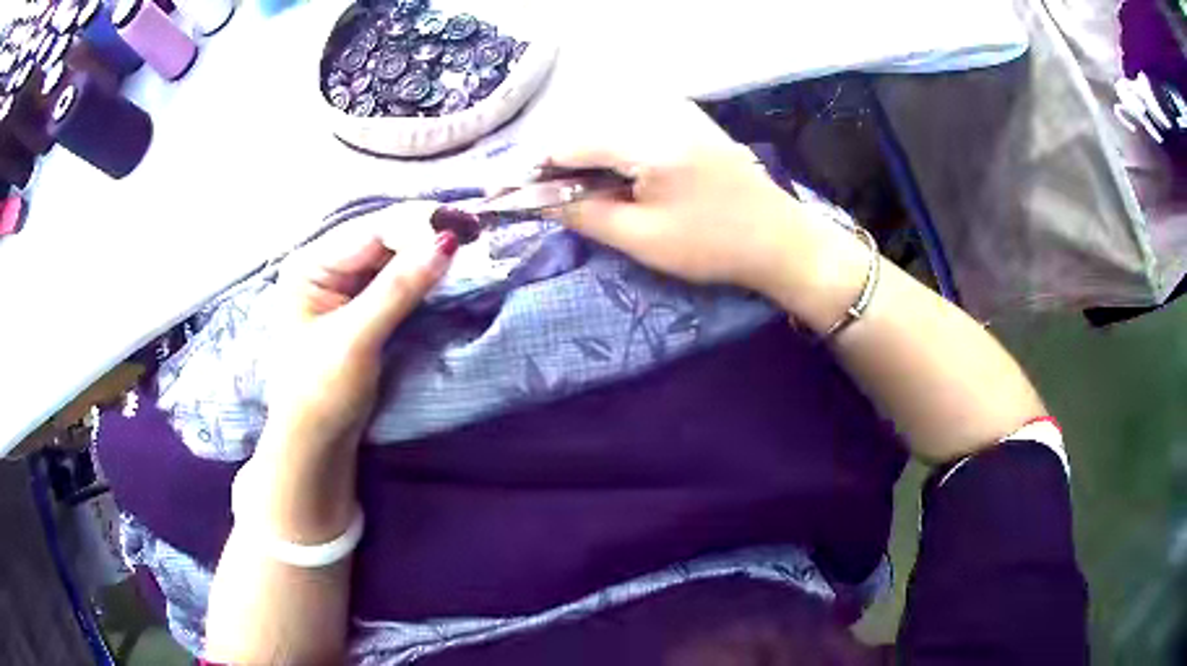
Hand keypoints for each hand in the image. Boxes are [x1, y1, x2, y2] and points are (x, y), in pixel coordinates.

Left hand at [263, 202, 456, 449]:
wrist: (314, 445)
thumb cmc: (320, 392)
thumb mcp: (356, 339)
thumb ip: (399, 288)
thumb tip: (448, 241)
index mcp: (309, 265)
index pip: (371, 231)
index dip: (417, 224)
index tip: (466, 224)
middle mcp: (325, 267)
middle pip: (383, 240)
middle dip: (425, 238)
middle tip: (476, 234)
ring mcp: (342, 288)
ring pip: (392, 259)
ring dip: (427, 256)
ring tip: (470, 249)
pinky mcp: (360, 309)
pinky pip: (395, 282)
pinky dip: (421, 278)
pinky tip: (446, 273)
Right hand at [547, 99, 815, 295]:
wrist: (780, 239)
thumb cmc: (713, 245)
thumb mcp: (642, 239)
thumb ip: (584, 214)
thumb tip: (537, 200)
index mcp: (647, 141)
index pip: (570, 142)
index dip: (538, 169)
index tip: (519, 194)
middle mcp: (659, 112)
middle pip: (587, 128)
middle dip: (563, 162)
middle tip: (557, 199)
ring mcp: (679, 110)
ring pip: (609, 123)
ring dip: (589, 154)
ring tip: (588, 191)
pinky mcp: (690, 118)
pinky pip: (635, 122)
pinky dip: (616, 145)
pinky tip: (621, 173)